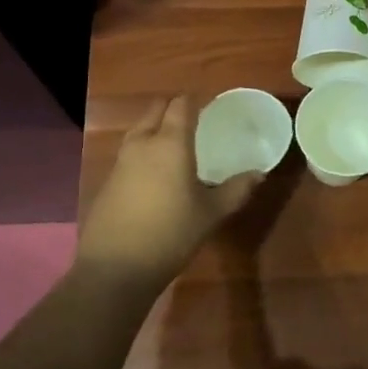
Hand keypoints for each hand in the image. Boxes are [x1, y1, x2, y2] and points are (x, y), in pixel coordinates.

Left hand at [76, 97, 262, 287]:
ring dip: (156, 127)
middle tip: (194, 120)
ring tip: (176, 144)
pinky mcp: (108, 181)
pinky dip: (144, 151)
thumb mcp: (211, 214)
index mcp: (171, 143)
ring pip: (139, 129)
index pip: (181, 105)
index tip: (210, 105)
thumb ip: (236, 190)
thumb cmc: (171, 234)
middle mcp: (143, 143)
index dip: (195, 100)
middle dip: (173, 108)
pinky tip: (155, 172)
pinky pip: (129, 153)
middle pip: (156, 110)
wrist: (115, 268)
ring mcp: (121, 162)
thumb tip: (259, 173)